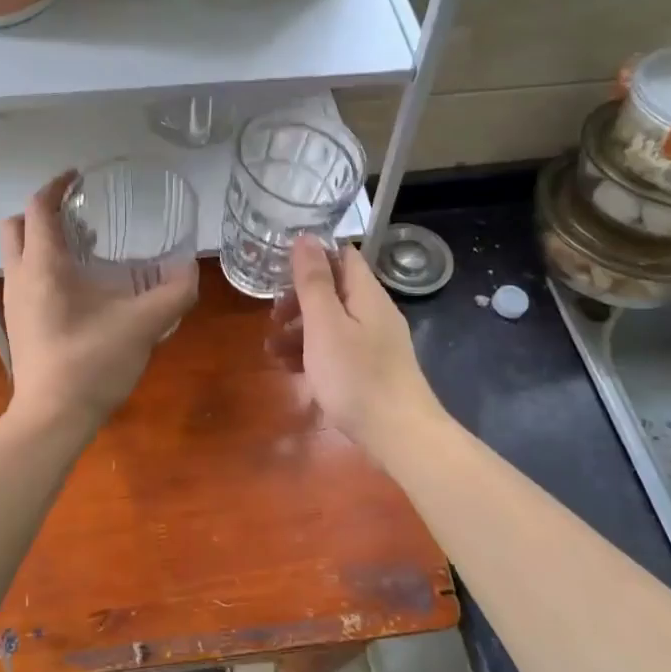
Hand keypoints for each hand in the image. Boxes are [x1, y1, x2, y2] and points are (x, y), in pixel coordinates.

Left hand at [0, 172, 197, 429]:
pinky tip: (82, 291)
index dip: (58, 185)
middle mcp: (21, 277)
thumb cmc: (92, 363)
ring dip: (45, 241)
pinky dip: (46, 268)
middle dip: (44, 212)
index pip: (40, 208)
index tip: (80, 176)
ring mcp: (15, 302)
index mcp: (44, 267)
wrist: (51, 418)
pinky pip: (26, 279)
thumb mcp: (143, 325)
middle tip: (81, 216)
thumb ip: (173, 295)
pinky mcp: (19, 324)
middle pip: (17, 226)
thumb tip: (192, 271)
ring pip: (20, 255)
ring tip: (88, 250)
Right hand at [268, 236, 444, 460]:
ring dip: (300, 330)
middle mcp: (374, 312)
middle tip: (272, 317)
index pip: (342, 256)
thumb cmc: (356, 376)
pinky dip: (313, 353)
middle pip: (334, 291)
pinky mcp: (372, 369)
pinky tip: (291, 370)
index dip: (311, 257)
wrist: (399, 434)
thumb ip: (313, 281)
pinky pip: (338, 349)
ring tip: (271, 349)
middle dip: (299, 300)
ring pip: (332, 323)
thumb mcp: (325, 325)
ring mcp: (375, 342)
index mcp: (366, 294)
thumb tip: (306, 237)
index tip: (278, 269)